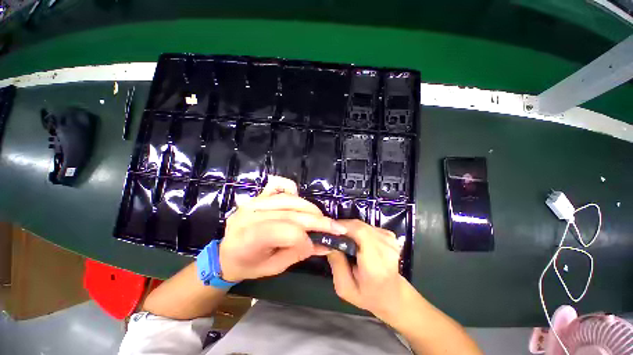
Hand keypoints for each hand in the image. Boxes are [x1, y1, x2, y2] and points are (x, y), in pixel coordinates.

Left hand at [219, 176, 346, 281]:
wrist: (226, 254)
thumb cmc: (248, 265)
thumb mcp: (274, 267)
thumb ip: (299, 253)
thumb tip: (326, 245)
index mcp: (250, 238)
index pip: (286, 231)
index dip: (306, 239)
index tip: (320, 245)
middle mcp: (250, 214)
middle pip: (291, 213)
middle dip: (317, 221)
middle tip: (336, 228)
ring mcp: (253, 201)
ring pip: (289, 199)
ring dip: (310, 208)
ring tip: (322, 217)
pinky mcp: (257, 195)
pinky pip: (277, 185)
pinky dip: (291, 188)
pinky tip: (299, 198)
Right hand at [327, 219, 405, 321]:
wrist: (392, 296)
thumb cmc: (367, 296)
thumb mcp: (344, 287)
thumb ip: (336, 264)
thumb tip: (329, 242)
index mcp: (376, 264)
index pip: (360, 233)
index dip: (344, 227)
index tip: (330, 230)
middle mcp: (386, 248)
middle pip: (360, 226)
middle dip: (343, 227)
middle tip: (332, 233)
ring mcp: (390, 240)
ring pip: (362, 224)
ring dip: (350, 228)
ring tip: (342, 238)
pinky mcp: (389, 235)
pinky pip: (368, 226)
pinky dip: (358, 230)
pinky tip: (355, 240)